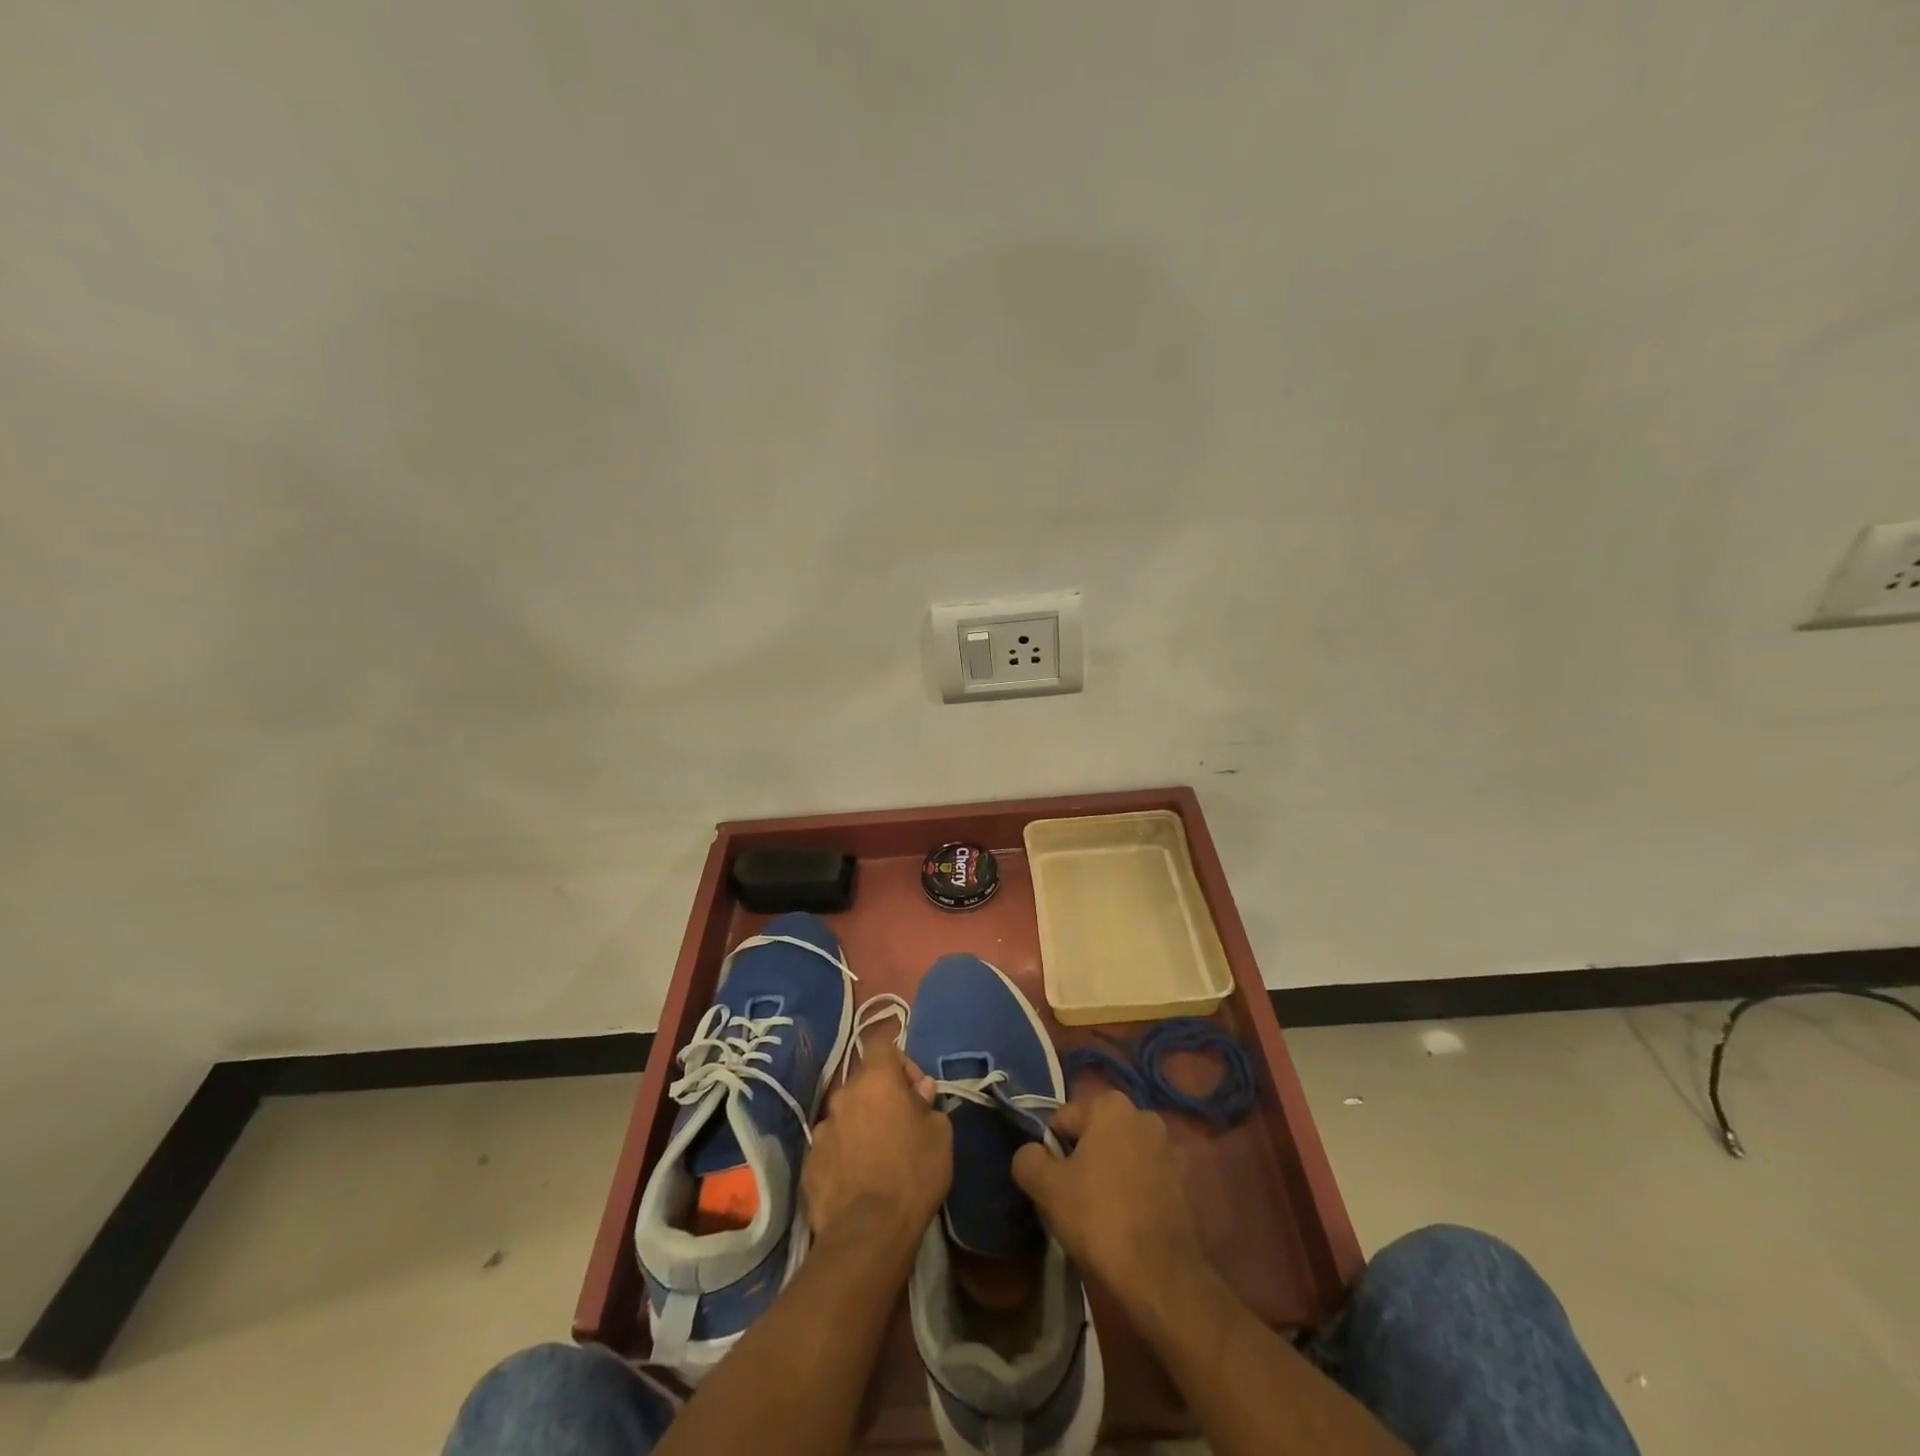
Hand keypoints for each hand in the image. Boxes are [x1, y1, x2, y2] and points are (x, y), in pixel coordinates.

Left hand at [802, 1039, 951, 1258]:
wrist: (867, 1235)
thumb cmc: (912, 1175)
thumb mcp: (940, 1134)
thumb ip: (928, 1103)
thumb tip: (918, 1091)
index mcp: (876, 1080)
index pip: (881, 1043)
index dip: (899, 1060)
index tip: (914, 1089)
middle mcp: (843, 1095)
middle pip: (862, 1082)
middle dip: (881, 1097)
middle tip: (900, 1125)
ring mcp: (821, 1129)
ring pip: (846, 1115)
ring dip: (861, 1125)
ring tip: (877, 1158)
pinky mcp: (808, 1162)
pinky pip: (831, 1146)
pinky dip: (844, 1154)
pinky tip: (858, 1180)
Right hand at [1011, 1091, 1206, 1291]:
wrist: (1159, 1276)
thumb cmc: (1098, 1218)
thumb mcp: (1046, 1187)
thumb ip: (1028, 1159)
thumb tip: (1031, 1153)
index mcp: (1111, 1105)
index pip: (1064, 1120)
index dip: (1051, 1150)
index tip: (1052, 1183)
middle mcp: (1144, 1116)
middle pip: (1096, 1134)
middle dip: (1083, 1158)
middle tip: (1073, 1198)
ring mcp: (1170, 1149)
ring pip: (1123, 1155)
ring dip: (1111, 1174)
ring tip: (1102, 1214)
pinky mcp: (1186, 1182)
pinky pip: (1147, 1178)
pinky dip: (1135, 1191)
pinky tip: (1128, 1222)